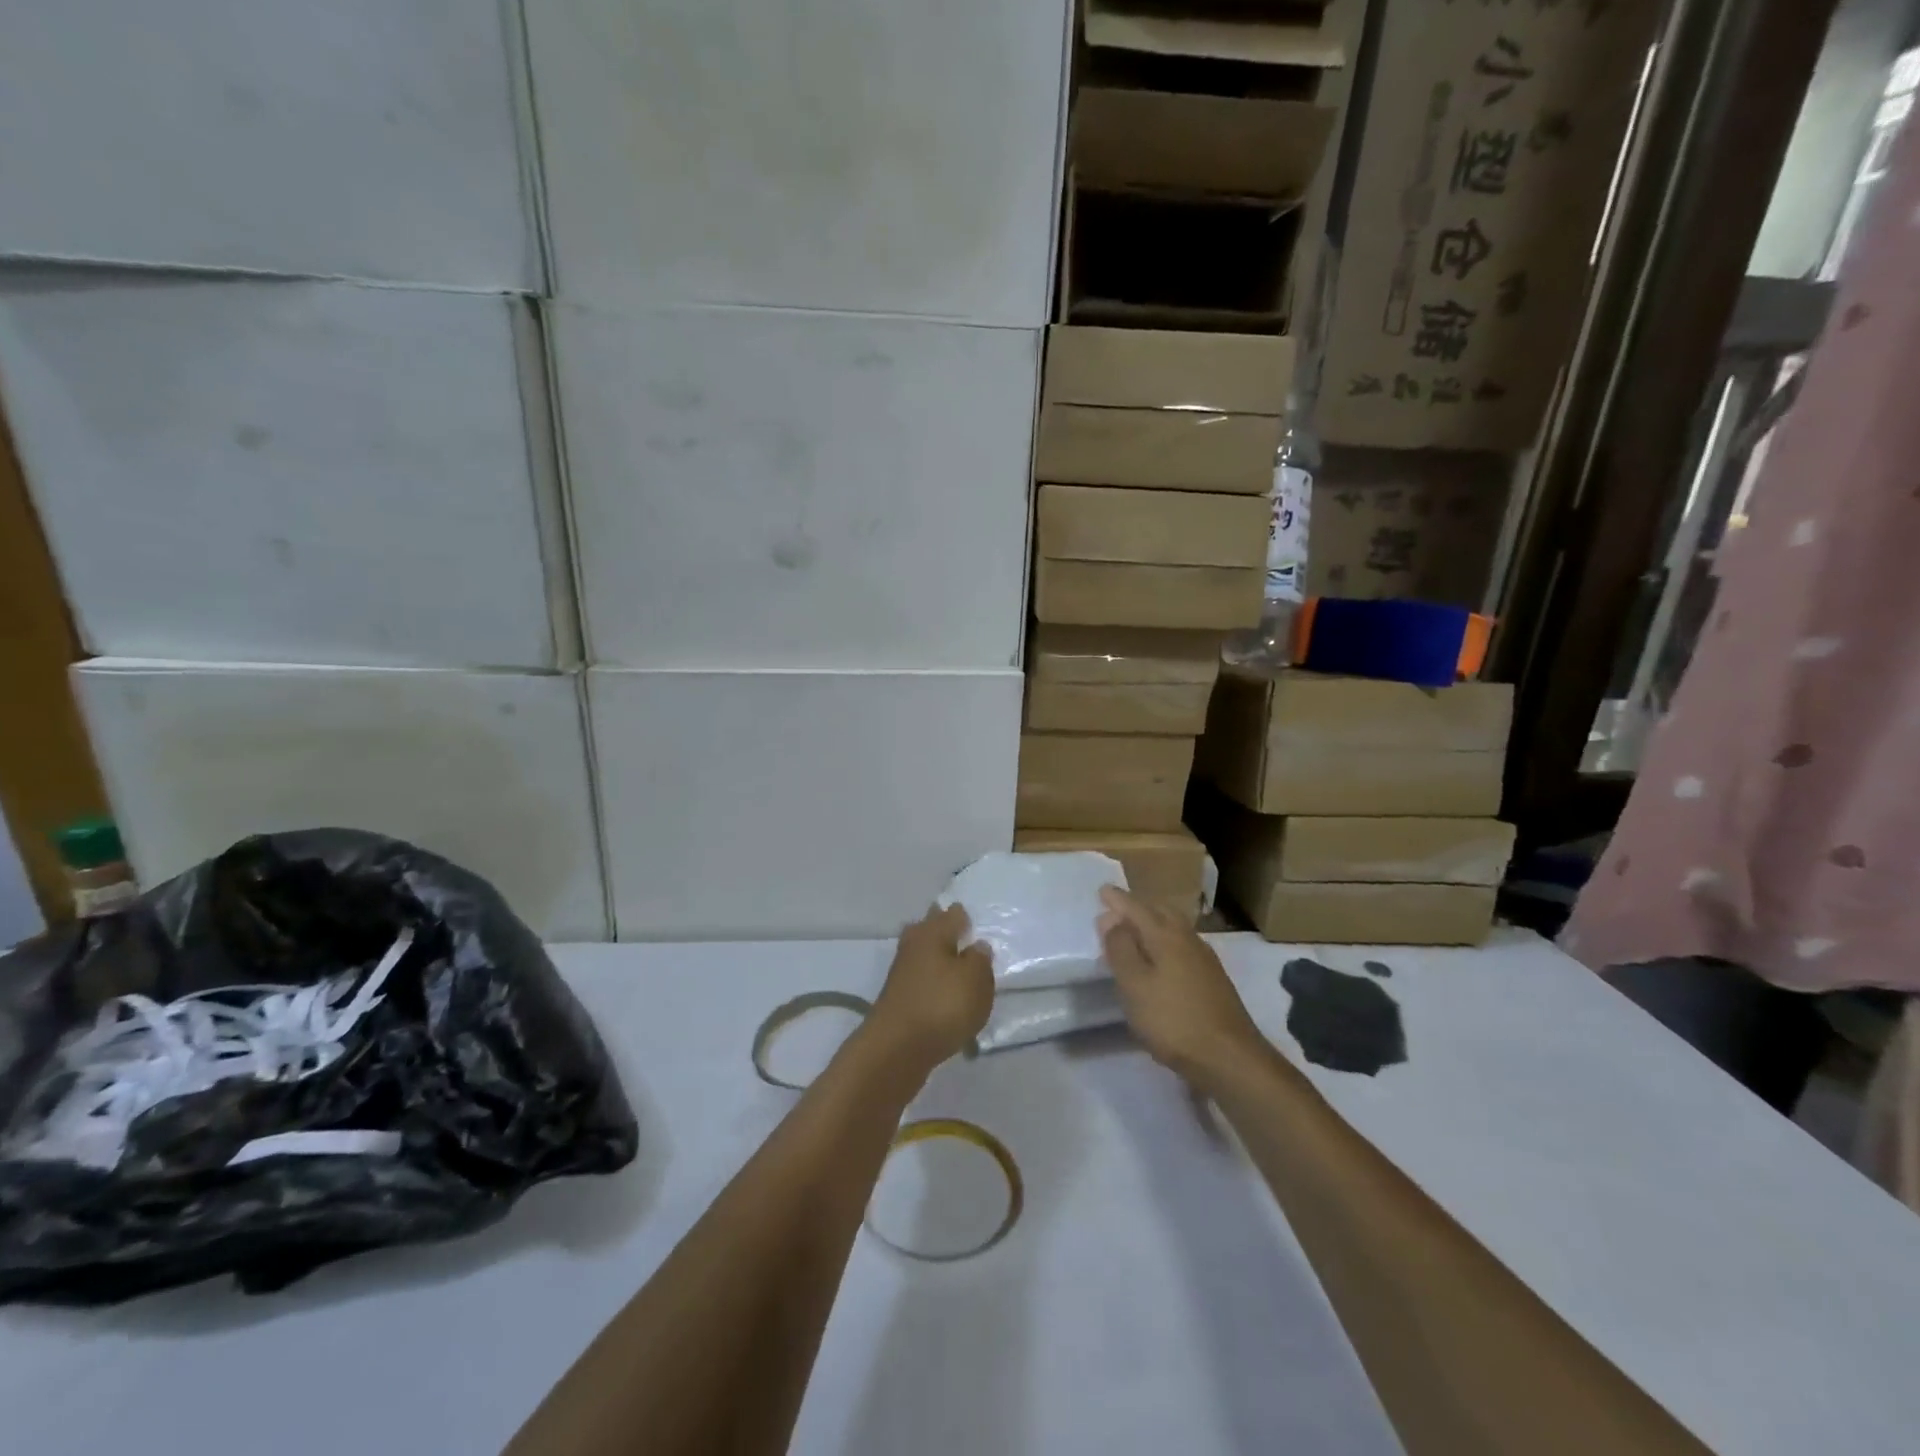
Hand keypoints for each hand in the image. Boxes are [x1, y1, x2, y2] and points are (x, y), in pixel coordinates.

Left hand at [868, 903, 993, 1070]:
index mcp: (933, 932)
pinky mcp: (899, 998)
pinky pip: (921, 980)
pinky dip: (932, 982)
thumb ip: (980, 960)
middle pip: (931, 929)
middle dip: (943, 929)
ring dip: (937, 957)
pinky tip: (944, 992)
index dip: (964, 915)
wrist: (896, 1049)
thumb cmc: (942, 1005)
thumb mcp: (976, 980)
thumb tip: (977, 945)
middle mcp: (914, 945)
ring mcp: (902, 972)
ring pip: (924, 954)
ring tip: (958, 965)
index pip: (953, 914)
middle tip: (963, 934)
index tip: (974, 917)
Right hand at [1099, 887, 1269, 1091]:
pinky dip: (1166, 940)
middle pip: (1161, 911)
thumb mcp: (1134, 985)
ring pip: (1175, 927)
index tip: (1102, 890)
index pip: (1136, 908)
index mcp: (1165, 935)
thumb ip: (1120, 949)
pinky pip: (1183, 944)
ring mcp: (1205, 958)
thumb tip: (1110, 918)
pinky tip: (1162, 958)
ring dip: (1154, 922)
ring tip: (1136, 931)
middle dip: (1139, 906)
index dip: (1117, 900)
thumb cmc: (1173, 1020)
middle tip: (1118, 909)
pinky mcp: (1213, 978)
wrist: (1230, 1057)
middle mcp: (1187, 938)